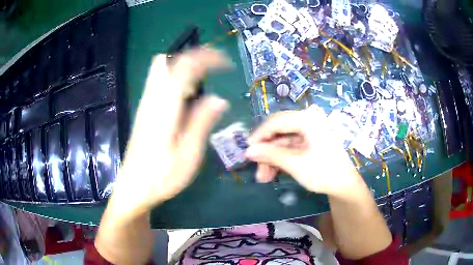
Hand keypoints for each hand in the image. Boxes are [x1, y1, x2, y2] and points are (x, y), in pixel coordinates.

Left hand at [110, 48, 229, 216]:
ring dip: (182, 67)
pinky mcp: (143, 112)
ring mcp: (145, 105)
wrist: (132, 190)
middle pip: (166, 61)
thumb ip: (202, 123)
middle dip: (192, 57)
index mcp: (164, 108)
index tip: (226, 63)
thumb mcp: (188, 156)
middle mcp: (151, 100)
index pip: (184, 68)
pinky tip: (185, 97)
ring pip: (160, 71)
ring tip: (201, 82)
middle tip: (212, 69)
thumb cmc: (161, 178)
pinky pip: (158, 83)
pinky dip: (174, 79)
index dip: (206, 58)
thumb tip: (220, 99)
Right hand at [245, 105, 360, 196]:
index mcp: (308, 119)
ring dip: (271, 159)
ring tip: (264, 178)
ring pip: (281, 141)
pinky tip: (272, 173)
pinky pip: (288, 147)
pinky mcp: (307, 142)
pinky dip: (279, 159)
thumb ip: (271, 155)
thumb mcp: (295, 164)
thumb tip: (248, 151)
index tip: (247, 151)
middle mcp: (307, 120)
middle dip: (266, 152)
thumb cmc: (324, 172)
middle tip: (256, 169)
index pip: (276, 121)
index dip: (259, 136)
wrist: (344, 186)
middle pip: (278, 131)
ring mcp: (308, 131)